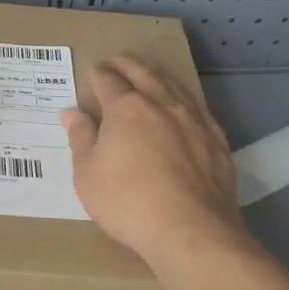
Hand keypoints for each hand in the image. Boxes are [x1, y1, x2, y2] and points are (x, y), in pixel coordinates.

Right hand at [60, 54, 249, 269]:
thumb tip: (72, 113)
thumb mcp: (88, 175)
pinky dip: (184, 99)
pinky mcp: (216, 140)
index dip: (98, 74)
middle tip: (119, 58)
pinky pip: (198, 107)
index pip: (108, 81)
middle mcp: (161, 104)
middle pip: (143, 74)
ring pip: (174, 86)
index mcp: (125, 108)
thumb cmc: (128, 203)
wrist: (192, 231)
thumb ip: (81, 139)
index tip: (93, 71)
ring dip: (158, 74)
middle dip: (128, 64)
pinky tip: (184, 105)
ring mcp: (193, 120)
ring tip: (150, 71)